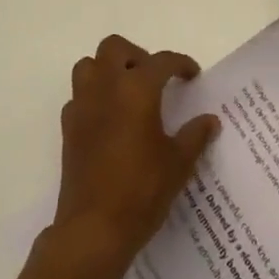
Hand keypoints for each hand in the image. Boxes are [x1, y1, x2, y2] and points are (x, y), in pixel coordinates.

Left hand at [51, 34, 220, 266]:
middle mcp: (106, 87)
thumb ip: (195, 135)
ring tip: (128, 92)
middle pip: (115, 48)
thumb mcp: (178, 163)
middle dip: (136, 55)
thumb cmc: (142, 191)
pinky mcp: (68, 128)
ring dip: (108, 69)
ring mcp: (82, 106)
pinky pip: (79, 96)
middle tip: (154, 78)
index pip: (162, 61)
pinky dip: (93, 97)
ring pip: (89, 65)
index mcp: (137, 89)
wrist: (94, 230)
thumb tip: (210, 120)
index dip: (180, 64)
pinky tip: (109, 119)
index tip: (192, 75)